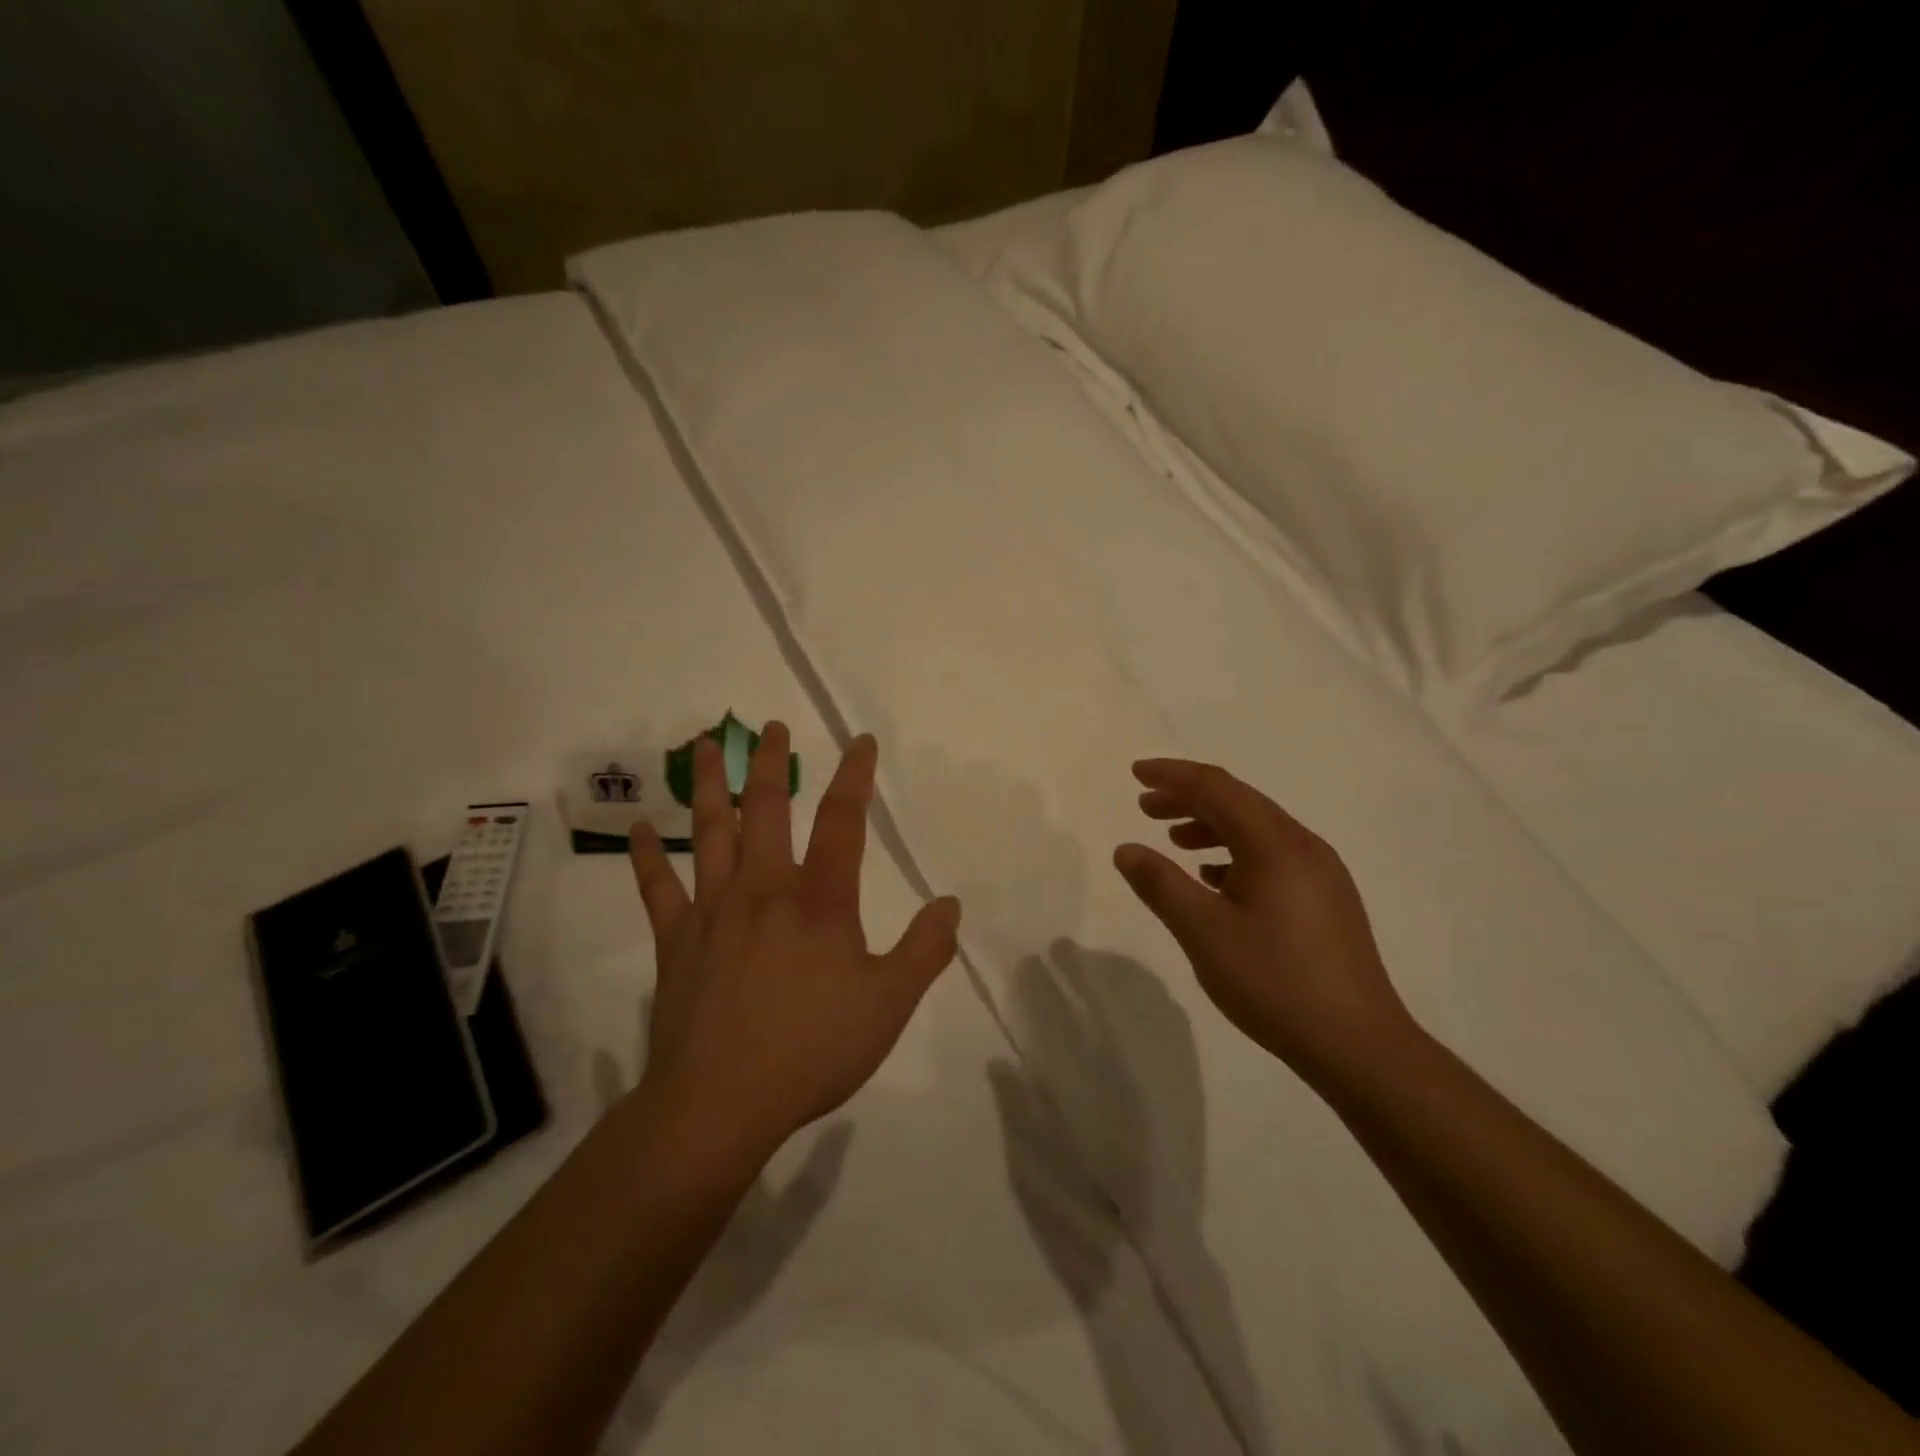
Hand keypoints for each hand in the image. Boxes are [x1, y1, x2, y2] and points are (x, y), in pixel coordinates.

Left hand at [628, 724, 961, 1161]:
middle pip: (768, 807)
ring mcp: (713, 909)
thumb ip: (924, 950)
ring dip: (709, 784)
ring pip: (710, 831)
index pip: (843, 820)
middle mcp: (765, 888)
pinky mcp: (676, 939)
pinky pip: (658, 887)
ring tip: (704, 744)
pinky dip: (649, 856)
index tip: (860, 740)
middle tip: (769, 726)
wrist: (720, 1102)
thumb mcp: (889, 1004)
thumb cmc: (812, 1049)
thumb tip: (951, 904)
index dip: (855, 775)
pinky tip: (642, 828)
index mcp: (820, 900)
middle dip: (772, 762)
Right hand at [1112, 758, 1414, 1080]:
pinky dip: (1236, 854)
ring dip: (1211, 826)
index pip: (1217, 788)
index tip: (1135, 774)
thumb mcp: (1203, 932)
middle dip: (1188, 798)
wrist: (1358, 1045)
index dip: (1173, 776)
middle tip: (1145, 807)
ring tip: (1174, 840)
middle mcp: (1304, 846)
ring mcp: (1321, 873)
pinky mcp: (1327, 900)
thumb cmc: (1274, 981)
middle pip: (1239, 802)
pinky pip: (1273, 857)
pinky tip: (1215, 879)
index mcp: (1275, 844)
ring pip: (1257, 830)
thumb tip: (1126, 849)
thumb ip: (1160, 884)